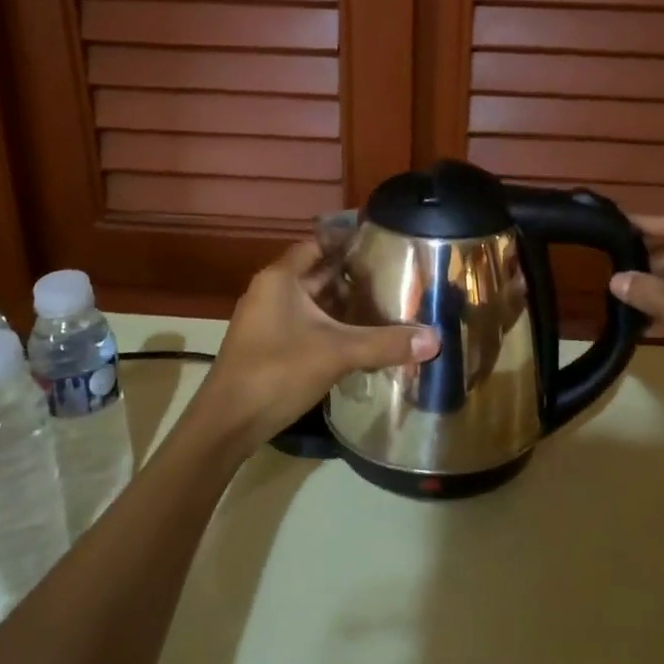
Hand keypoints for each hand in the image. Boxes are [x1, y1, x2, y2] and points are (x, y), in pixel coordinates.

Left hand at [192, 240, 438, 450]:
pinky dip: (332, 326)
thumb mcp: (336, 353)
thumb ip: (385, 344)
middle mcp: (271, 292)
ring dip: (344, 303)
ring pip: (313, 302)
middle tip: (395, 274)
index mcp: (280, 279)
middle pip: (318, 273)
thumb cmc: (276, 372)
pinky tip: (360, 337)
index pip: (317, 244)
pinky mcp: (270, 346)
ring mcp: (268, 320)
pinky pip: (307, 325)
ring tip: (386, 303)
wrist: (228, 423)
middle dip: (354, 275)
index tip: (382, 240)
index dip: (348, 240)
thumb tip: (435, 339)